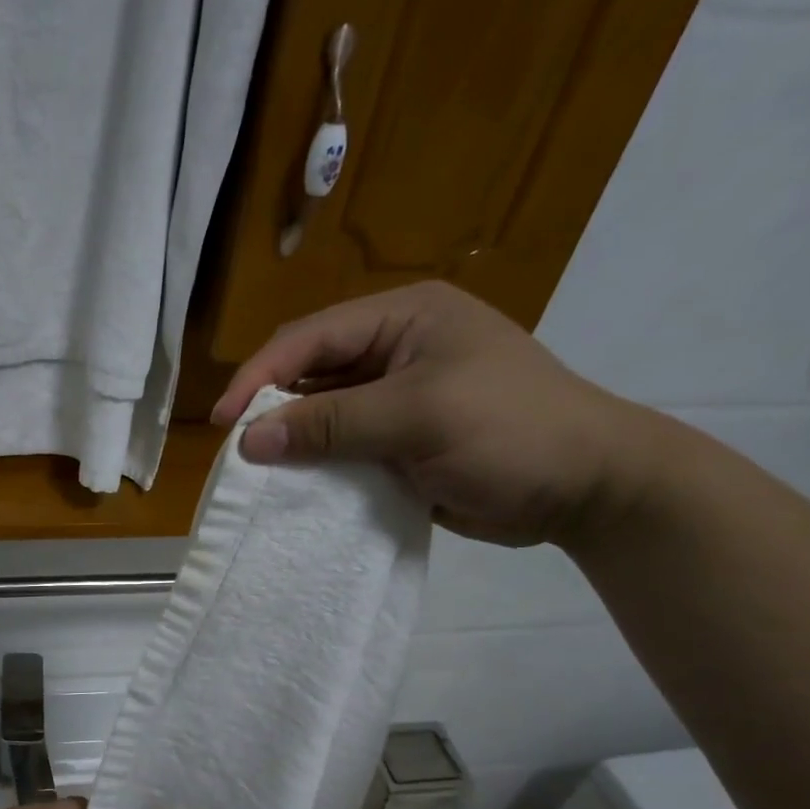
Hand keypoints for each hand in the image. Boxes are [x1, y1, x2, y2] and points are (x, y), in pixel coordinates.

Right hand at [211, 281, 666, 547]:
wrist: (586, 489)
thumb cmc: (512, 431)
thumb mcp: (419, 416)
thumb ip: (332, 424)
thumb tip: (250, 440)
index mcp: (403, 318)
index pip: (311, 337)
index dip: (260, 375)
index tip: (223, 420)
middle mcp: (393, 350)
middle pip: (309, 373)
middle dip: (271, 408)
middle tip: (237, 450)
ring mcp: (395, 398)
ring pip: (320, 414)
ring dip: (290, 441)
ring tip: (255, 473)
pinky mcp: (397, 441)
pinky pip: (339, 448)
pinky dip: (315, 466)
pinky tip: (293, 487)